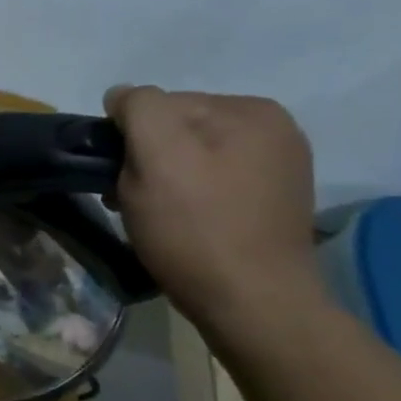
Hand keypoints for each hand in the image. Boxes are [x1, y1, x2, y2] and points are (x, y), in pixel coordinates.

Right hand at [103, 86, 326, 330]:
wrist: (253, 304)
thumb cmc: (195, 227)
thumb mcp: (156, 155)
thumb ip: (139, 109)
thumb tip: (122, 95)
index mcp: (250, 109)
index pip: (161, 103)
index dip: (130, 138)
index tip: (121, 177)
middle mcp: (274, 129)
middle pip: (177, 130)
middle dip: (148, 158)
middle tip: (132, 200)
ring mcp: (279, 167)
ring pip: (192, 157)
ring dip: (164, 180)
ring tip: (157, 216)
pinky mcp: (273, 202)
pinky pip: (213, 182)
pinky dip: (190, 197)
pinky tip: (185, 224)